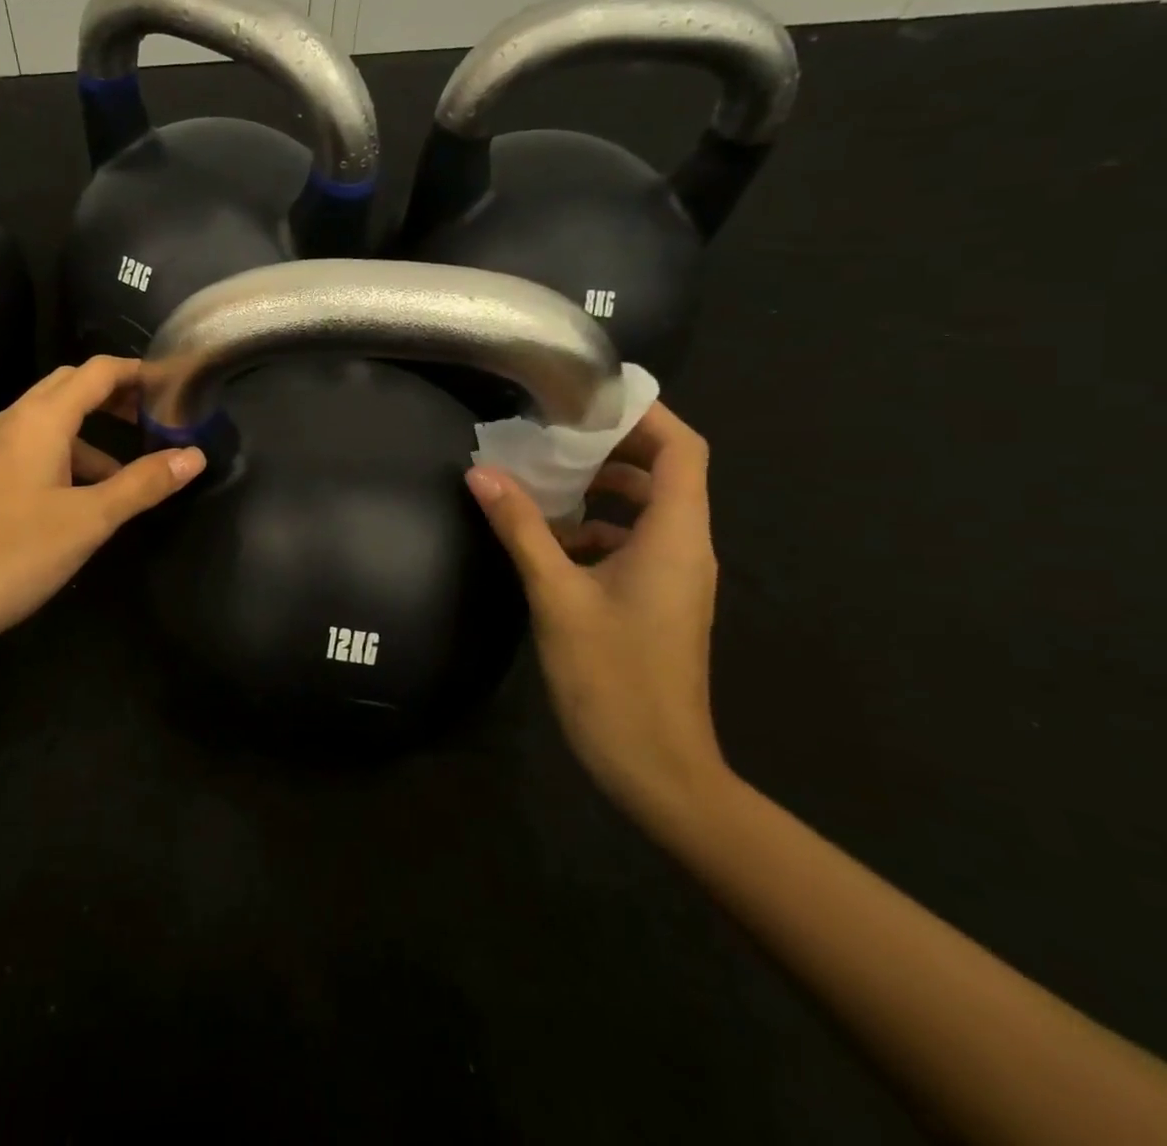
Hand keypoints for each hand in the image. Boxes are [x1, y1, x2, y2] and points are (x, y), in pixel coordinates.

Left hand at [0, 357, 205, 664]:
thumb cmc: (7, 554)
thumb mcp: (87, 521)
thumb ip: (142, 485)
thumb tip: (194, 456)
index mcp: (40, 419)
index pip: (98, 372)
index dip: (139, 373)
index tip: (177, 388)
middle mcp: (13, 422)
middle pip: (72, 387)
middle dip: (117, 396)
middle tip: (158, 419)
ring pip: (51, 422)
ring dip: (93, 434)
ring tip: (131, 472)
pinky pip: (33, 450)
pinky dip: (67, 459)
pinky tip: (82, 501)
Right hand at [466, 402, 727, 825]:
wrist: (656, 767)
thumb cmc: (612, 677)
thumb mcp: (557, 596)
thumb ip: (521, 529)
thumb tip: (481, 473)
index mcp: (676, 537)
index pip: (682, 450)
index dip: (644, 415)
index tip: (588, 398)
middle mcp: (686, 548)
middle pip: (664, 473)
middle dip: (610, 447)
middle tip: (551, 434)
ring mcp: (674, 576)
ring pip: (644, 509)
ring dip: (598, 490)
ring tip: (540, 480)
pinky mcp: (657, 599)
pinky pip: (632, 542)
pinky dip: (595, 528)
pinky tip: (547, 540)